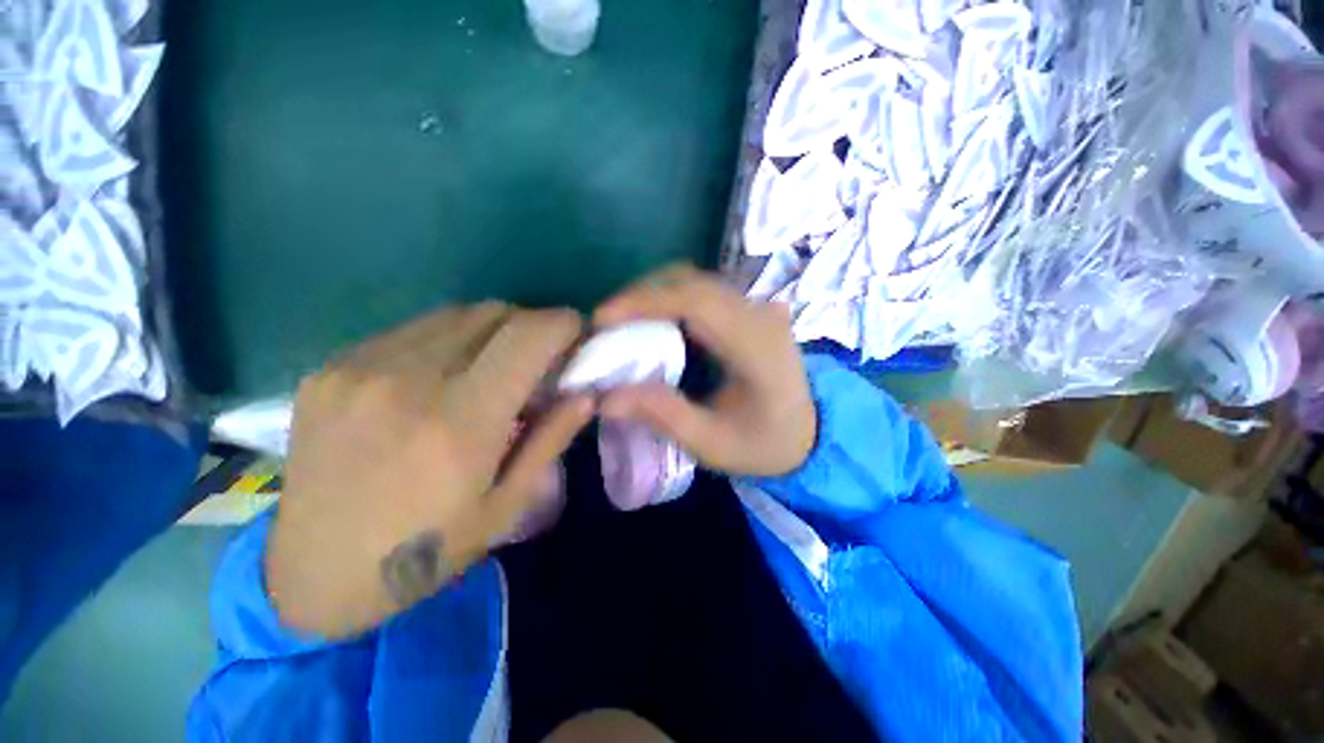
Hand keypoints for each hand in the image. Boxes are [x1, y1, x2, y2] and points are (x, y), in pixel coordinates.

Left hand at [267, 303, 592, 637]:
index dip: (563, 324)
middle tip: (537, 360)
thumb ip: (552, 439)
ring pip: (455, 315)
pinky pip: (413, 331)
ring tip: (491, 369)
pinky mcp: (331, 368)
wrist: (312, 573)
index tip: (577, 335)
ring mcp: (360, 367)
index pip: (528, 335)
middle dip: (531, 327)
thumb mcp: (507, 505)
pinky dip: (447, 341)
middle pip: (494, 313)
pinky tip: (440, 378)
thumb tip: (586, 392)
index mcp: (460, 422)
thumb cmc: (426, 550)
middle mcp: (408, 380)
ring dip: (490, 332)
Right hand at [595, 265, 815, 477]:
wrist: (811, 435)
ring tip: (622, 322)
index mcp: (758, 347)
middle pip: (692, 282)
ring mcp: (759, 306)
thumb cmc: (764, 444)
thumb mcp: (712, 443)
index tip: (602, 318)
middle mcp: (761, 314)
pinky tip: (652, 321)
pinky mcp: (751, 309)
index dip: (644, 302)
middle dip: (640, 296)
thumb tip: (604, 398)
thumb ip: (662, 416)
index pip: (697, 302)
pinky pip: (703, 291)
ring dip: (653, 295)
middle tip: (605, 323)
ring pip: (696, 281)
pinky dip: (669, 299)